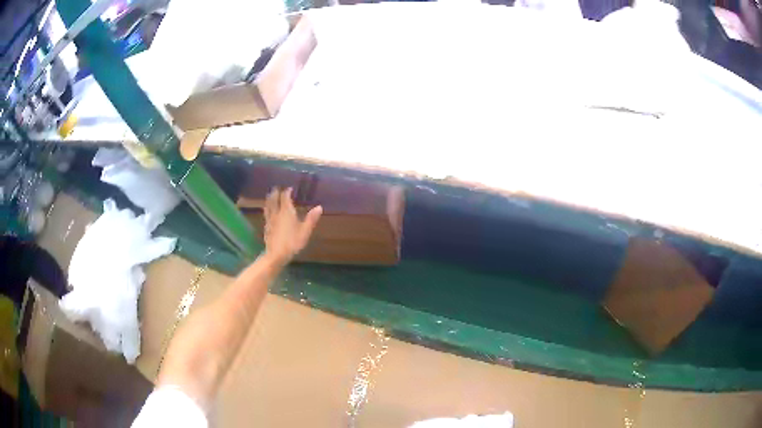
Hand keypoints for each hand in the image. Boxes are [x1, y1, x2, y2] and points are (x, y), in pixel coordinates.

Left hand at [263, 187, 321, 264]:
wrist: (276, 254)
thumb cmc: (292, 242)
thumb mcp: (305, 231)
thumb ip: (311, 219)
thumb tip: (319, 207)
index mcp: (286, 212)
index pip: (285, 198)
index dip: (287, 192)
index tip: (290, 189)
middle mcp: (277, 213)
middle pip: (274, 199)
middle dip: (275, 193)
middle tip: (277, 188)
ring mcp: (270, 220)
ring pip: (268, 206)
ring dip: (269, 199)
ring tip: (270, 195)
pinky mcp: (266, 227)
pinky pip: (266, 214)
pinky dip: (267, 209)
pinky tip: (268, 212)